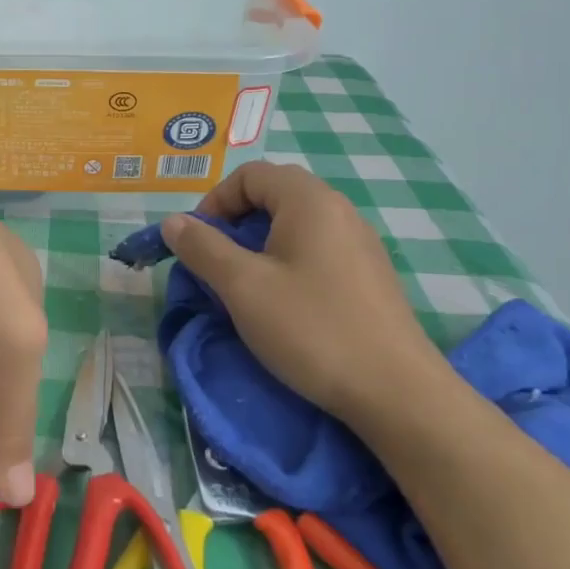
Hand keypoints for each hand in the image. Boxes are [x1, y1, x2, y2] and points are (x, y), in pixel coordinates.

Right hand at [158, 161, 443, 422]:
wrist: (396, 393)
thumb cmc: (311, 329)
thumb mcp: (242, 287)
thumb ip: (202, 247)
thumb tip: (173, 222)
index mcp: (309, 201)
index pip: (250, 175)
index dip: (215, 201)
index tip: (198, 242)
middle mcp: (339, 210)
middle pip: (274, 195)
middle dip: (235, 223)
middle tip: (217, 263)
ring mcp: (360, 243)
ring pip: (295, 225)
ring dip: (260, 245)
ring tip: (245, 286)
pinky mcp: (370, 276)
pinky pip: (317, 250)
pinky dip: (287, 262)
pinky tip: (284, 304)